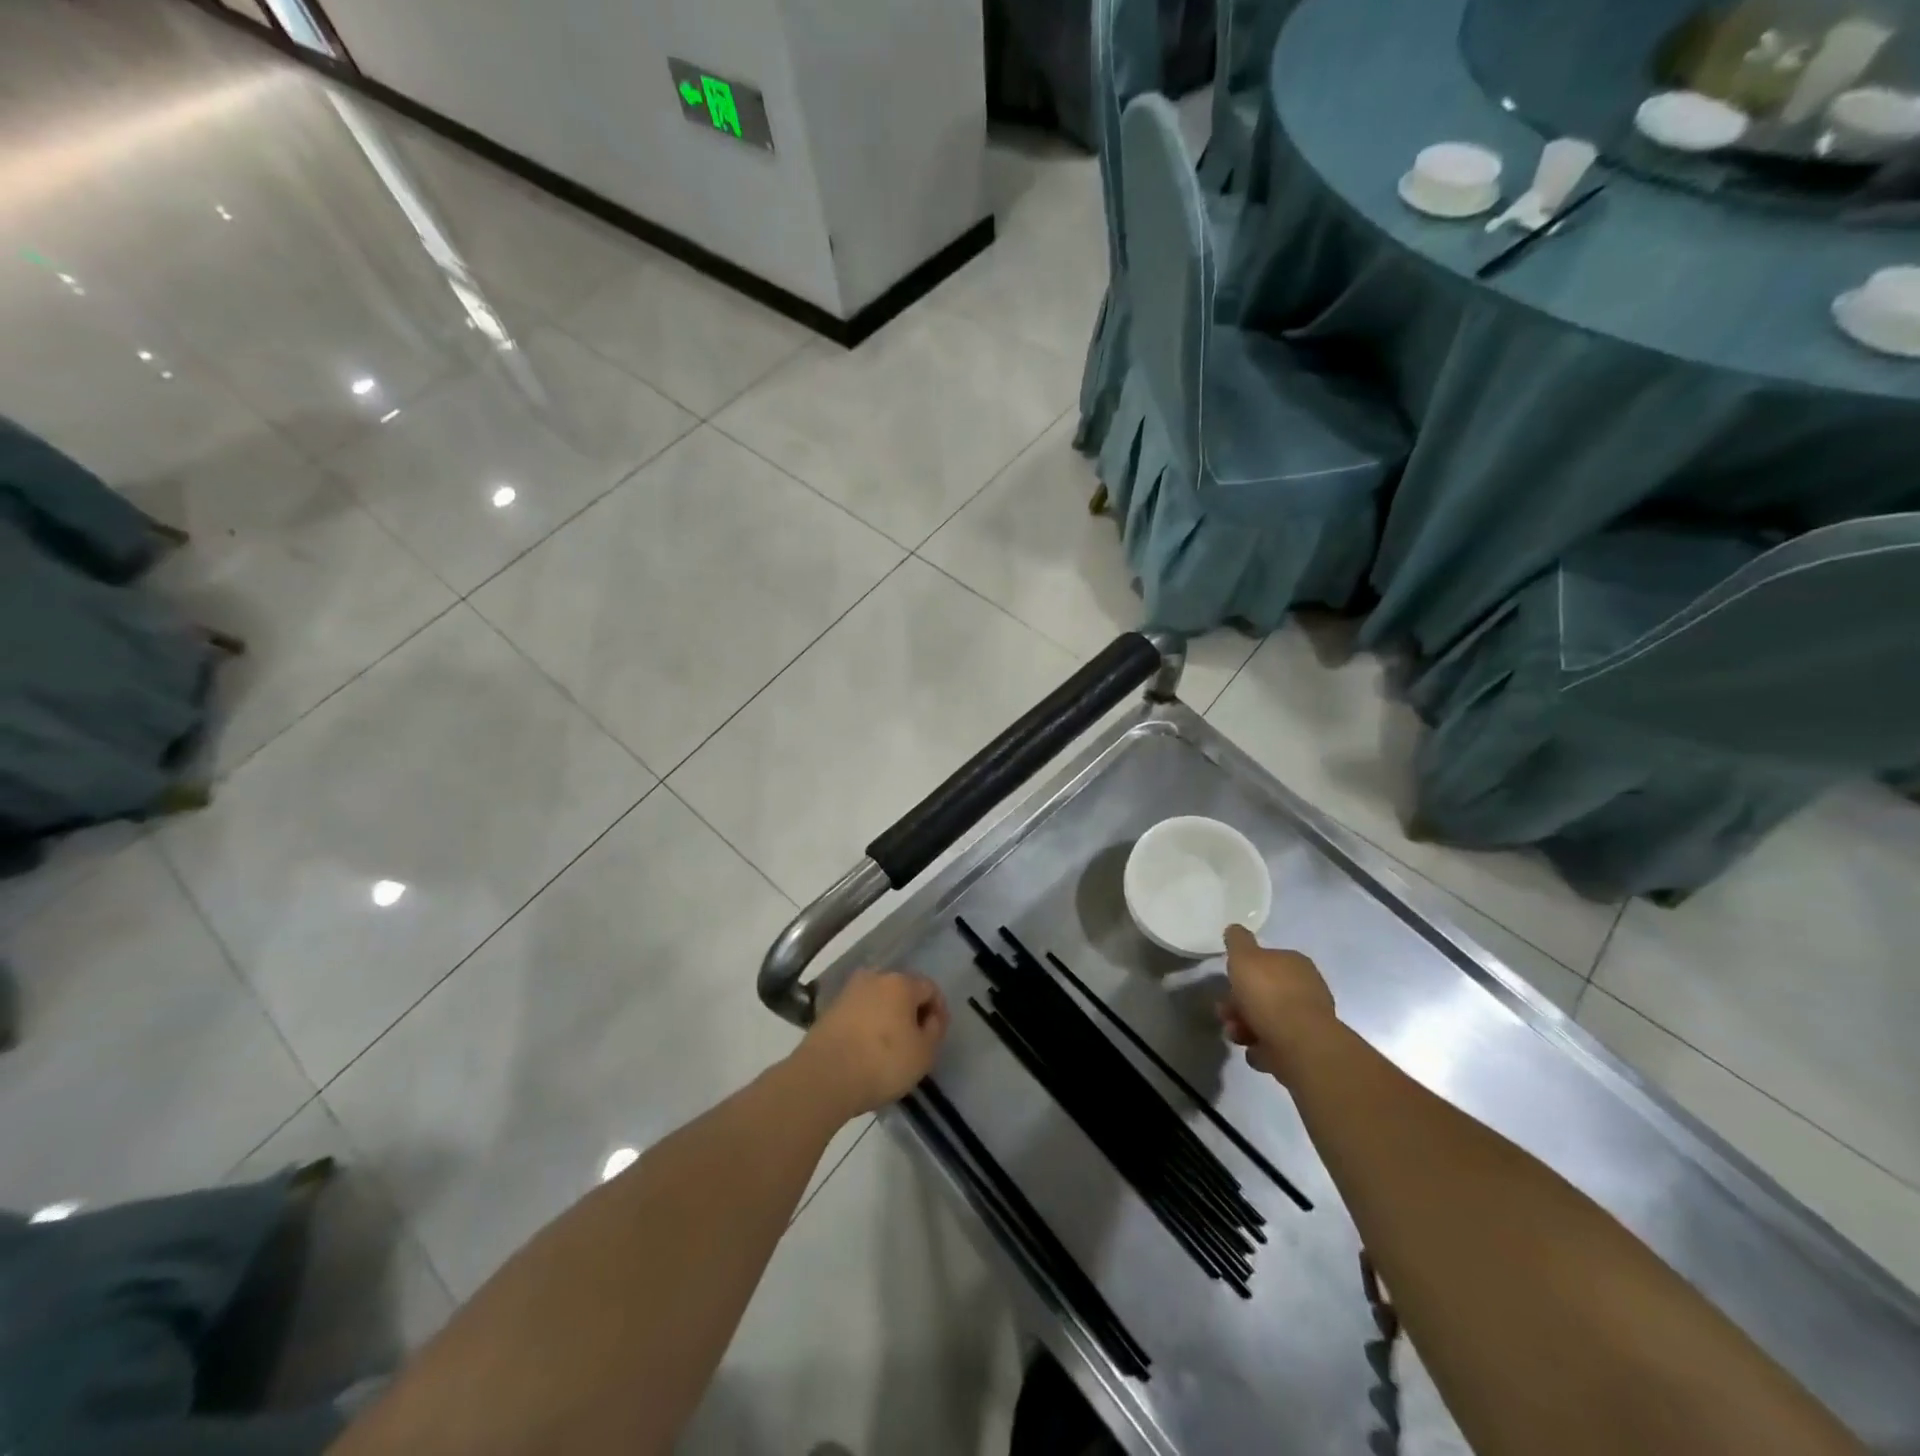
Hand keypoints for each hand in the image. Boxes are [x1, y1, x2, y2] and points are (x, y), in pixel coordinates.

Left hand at [792, 968, 949, 1120]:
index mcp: (901, 982)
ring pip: (878, 1001)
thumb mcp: (924, 1053)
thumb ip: (934, 1030)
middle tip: (916, 1041)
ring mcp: (848, 992)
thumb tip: (930, 1018)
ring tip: (890, 1048)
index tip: (937, 1035)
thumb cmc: (882, 1062)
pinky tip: (867, 1050)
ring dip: (888, 1018)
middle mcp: (874, 978)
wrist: (823, 1076)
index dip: (939, 1011)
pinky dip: (867, 1026)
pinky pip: (859, 1013)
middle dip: (912, 1012)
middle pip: (902, 990)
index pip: (930, 988)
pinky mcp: (829, 1010)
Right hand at [1217, 924, 1335, 1083]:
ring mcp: (1307, 1021)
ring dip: (1245, 1026)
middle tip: (1224, 1013)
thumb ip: (1238, 941)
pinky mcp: (1305, 1049)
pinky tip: (1254, 1050)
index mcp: (1295, 964)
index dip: (1244, 972)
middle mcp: (1306, 989)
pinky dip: (1262, 1047)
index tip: (1227, 983)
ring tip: (1235, 1034)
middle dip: (1239, 1003)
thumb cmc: (1268, 993)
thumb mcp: (1244, 956)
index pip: (1267, 962)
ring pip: (1267, 1020)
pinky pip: (1275, 1044)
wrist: (1298, 1044)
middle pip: (1264, 993)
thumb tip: (1235, 929)